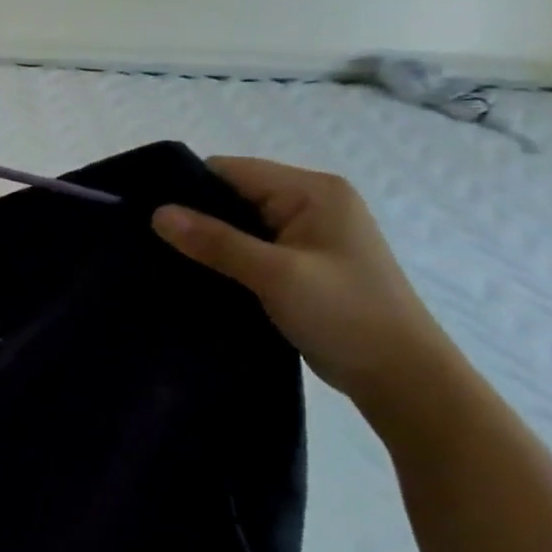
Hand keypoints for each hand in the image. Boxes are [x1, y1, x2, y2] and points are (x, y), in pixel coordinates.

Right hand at [152, 157, 467, 428]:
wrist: (403, 380)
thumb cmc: (346, 316)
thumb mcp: (276, 274)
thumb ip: (215, 241)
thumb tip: (157, 213)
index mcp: (312, 191)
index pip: (230, 171)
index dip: (187, 188)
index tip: (147, 215)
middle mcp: (311, 203)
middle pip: (232, 194)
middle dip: (194, 216)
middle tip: (150, 241)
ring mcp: (308, 234)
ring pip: (238, 223)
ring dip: (208, 240)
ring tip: (165, 259)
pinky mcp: (301, 262)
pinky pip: (249, 246)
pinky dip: (224, 258)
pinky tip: (197, 274)